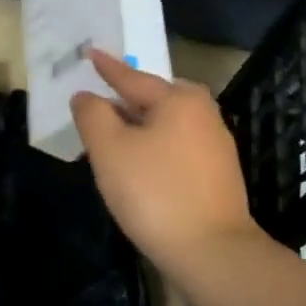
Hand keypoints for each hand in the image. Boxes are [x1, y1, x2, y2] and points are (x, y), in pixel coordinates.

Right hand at [73, 49, 258, 274]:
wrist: (211, 252)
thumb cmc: (154, 192)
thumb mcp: (110, 149)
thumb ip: (93, 115)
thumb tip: (86, 96)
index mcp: (179, 99)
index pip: (132, 78)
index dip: (107, 68)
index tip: (91, 53)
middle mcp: (203, 113)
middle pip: (153, 100)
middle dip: (124, 102)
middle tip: (97, 103)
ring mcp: (216, 145)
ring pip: (166, 126)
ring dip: (138, 129)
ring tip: (111, 138)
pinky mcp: (219, 175)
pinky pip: (177, 148)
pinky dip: (154, 149)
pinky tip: (139, 167)